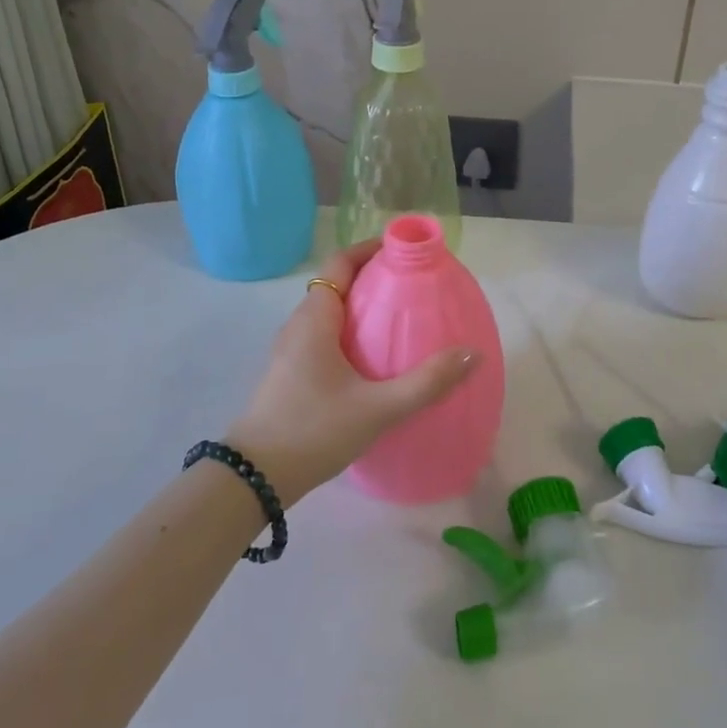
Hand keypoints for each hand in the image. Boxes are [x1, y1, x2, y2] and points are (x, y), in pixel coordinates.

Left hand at [227, 240, 476, 501]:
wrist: (254, 478)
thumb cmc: (314, 430)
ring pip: (330, 313)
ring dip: (362, 308)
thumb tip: (471, 353)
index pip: (341, 263)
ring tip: (401, 319)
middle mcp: (299, 326)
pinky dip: (351, 333)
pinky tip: (374, 360)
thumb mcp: (377, 408)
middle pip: (337, 285)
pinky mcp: (291, 373)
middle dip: (374, 278)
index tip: (405, 251)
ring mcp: (291, 351)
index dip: (370, 249)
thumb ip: (426, 382)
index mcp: (315, 319)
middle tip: (414, 286)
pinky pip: (324, 336)